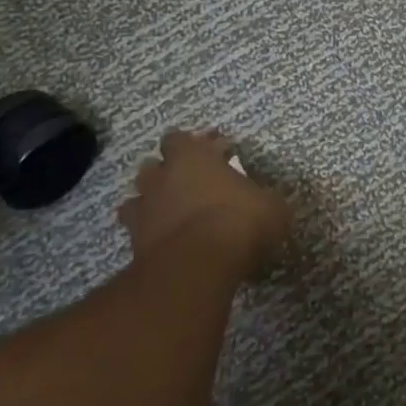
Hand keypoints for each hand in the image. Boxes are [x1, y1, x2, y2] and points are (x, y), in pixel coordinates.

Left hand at [120, 129, 288, 278]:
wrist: (198, 267)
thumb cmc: (238, 221)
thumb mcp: (271, 205)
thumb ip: (263, 197)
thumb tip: (267, 200)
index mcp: (191, 158)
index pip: (178, 139)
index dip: (191, 146)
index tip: (211, 155)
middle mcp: (161, 178)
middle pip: (152, 166)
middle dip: (166, 173)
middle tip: (191, 184)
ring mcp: (143, 212)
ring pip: (138, 199)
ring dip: (153, 203)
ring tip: (175, 214)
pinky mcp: (134, 245)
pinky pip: (138, 233)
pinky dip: (150, 235)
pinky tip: (168, 242)